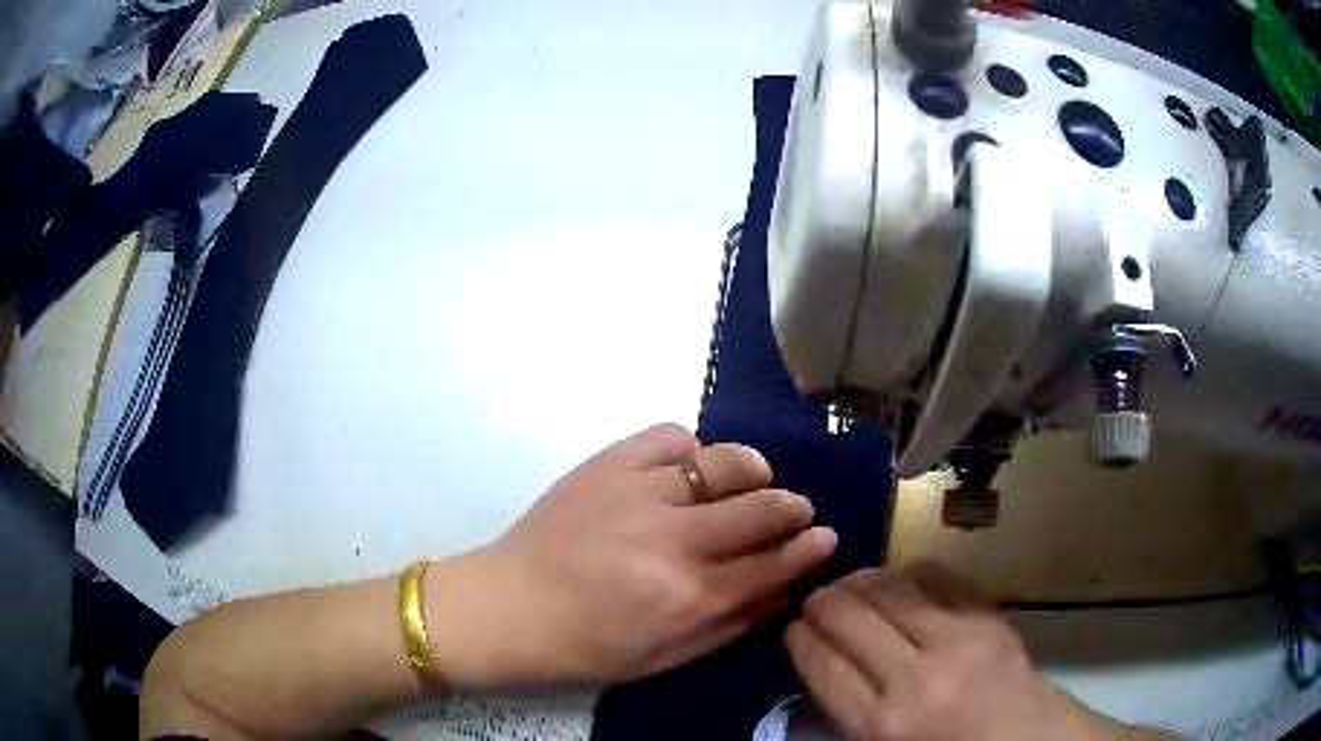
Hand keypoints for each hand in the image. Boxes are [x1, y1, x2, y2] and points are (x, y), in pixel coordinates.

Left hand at [425, 424, 836, 687]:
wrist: (505, 609)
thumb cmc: (585, 648)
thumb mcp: (664, 659)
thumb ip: (730, 626)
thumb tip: (784, 592)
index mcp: (688, 597)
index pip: (773, 564)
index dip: (808, 548)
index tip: (826, 536)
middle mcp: (673, 541)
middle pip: (761, 508)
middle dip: (791, 506)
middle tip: (796, 508)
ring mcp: (638, 494)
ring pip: (723, 463)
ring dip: (751, 469)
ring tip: (753, 477)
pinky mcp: (606, 465)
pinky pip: (668, 437)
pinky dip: (691, 447)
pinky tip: (689, 466)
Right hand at [786, 563, 1171, 740]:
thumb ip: (849, 711)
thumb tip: (822, 660)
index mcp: (883, 725)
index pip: (822, 664)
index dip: (799, 637)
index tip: (791, 626)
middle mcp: (915, 676)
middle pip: (849, 617)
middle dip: (820, 602)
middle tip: (813, 600)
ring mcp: (958, 639)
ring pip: (889, 587)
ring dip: (859, 581)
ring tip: (849, 585)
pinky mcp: (989, 616)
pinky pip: (937, 576)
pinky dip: (908, 573)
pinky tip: (899, 580)